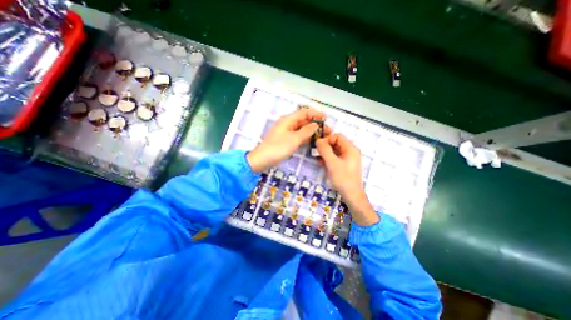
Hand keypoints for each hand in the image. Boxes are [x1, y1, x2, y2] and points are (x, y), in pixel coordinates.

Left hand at [246, 107, 325, 172]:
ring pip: (301, 128)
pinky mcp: (285, 140)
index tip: (326, 118)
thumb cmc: (278, 147)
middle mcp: (287, 123)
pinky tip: (312, 140)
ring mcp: (286, 132)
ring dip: (311, 131)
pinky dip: (305, 137)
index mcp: (288, 119)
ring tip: (323, 135)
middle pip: (303, 120)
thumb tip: (315, 125)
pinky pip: (298, 135)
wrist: (263, 159)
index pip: (304, 112)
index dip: (315, 114)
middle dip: (315, 124)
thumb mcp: (294, 138)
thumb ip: (306, 131)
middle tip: (327, 130)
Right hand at [317, 134, 378, 225]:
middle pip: (335, 143)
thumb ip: (325, 150)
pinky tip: (322, 164)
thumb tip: (318, 140)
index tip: (318, 147)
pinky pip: (335, 158)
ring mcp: (347, 158)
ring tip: (318, 160)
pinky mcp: (344, 165)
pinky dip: (328, 159)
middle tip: (316, 153)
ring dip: (325, 154)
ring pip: (334, 151)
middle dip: (325, 147)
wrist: (351, 195)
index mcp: (350, 148)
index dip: (327, 139)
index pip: (337, 136)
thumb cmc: (343, 178)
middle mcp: (350, 151)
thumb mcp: (332, 163)